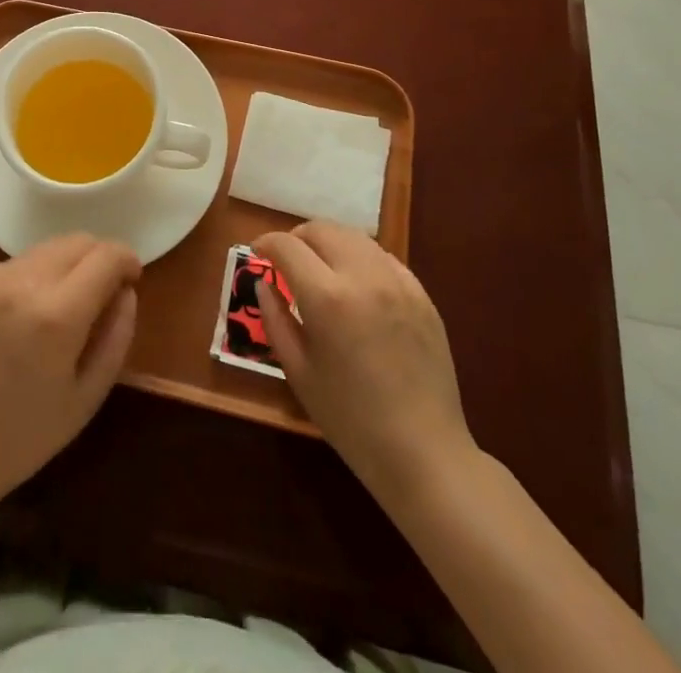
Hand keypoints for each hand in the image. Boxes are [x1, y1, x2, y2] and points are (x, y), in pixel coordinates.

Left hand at [0, 234, 139, 514]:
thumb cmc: (23, 437)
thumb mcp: (86, 398)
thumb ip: (116, 336)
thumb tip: (126, 292)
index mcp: (57, 315)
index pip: (105, 256)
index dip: (127, 260)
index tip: (132, 279)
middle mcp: (23, 283)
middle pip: (77, 241)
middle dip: (100, 256)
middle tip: (106, 290)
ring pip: (47, 247)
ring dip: (69, 262)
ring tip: (69, 300)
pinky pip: (18, 262)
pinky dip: (38, 272)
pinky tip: (32, 310)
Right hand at [253, 221, 475, 500]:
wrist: (423, 452)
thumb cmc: (350, 419)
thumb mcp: (298, 372)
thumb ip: (275, 319)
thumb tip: (264, 283)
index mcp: (326, 298)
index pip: (287, 246)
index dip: (265, 243)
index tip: (257, 253)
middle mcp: (363, 276)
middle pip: (321, 229)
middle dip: (297, 238)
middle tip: (287, 260)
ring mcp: (397, 281)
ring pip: (354, 236)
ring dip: (329, 243)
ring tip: (320, 268)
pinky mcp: (421, 293)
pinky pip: (383, 257)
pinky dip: (360, 258)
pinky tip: (356, 284)